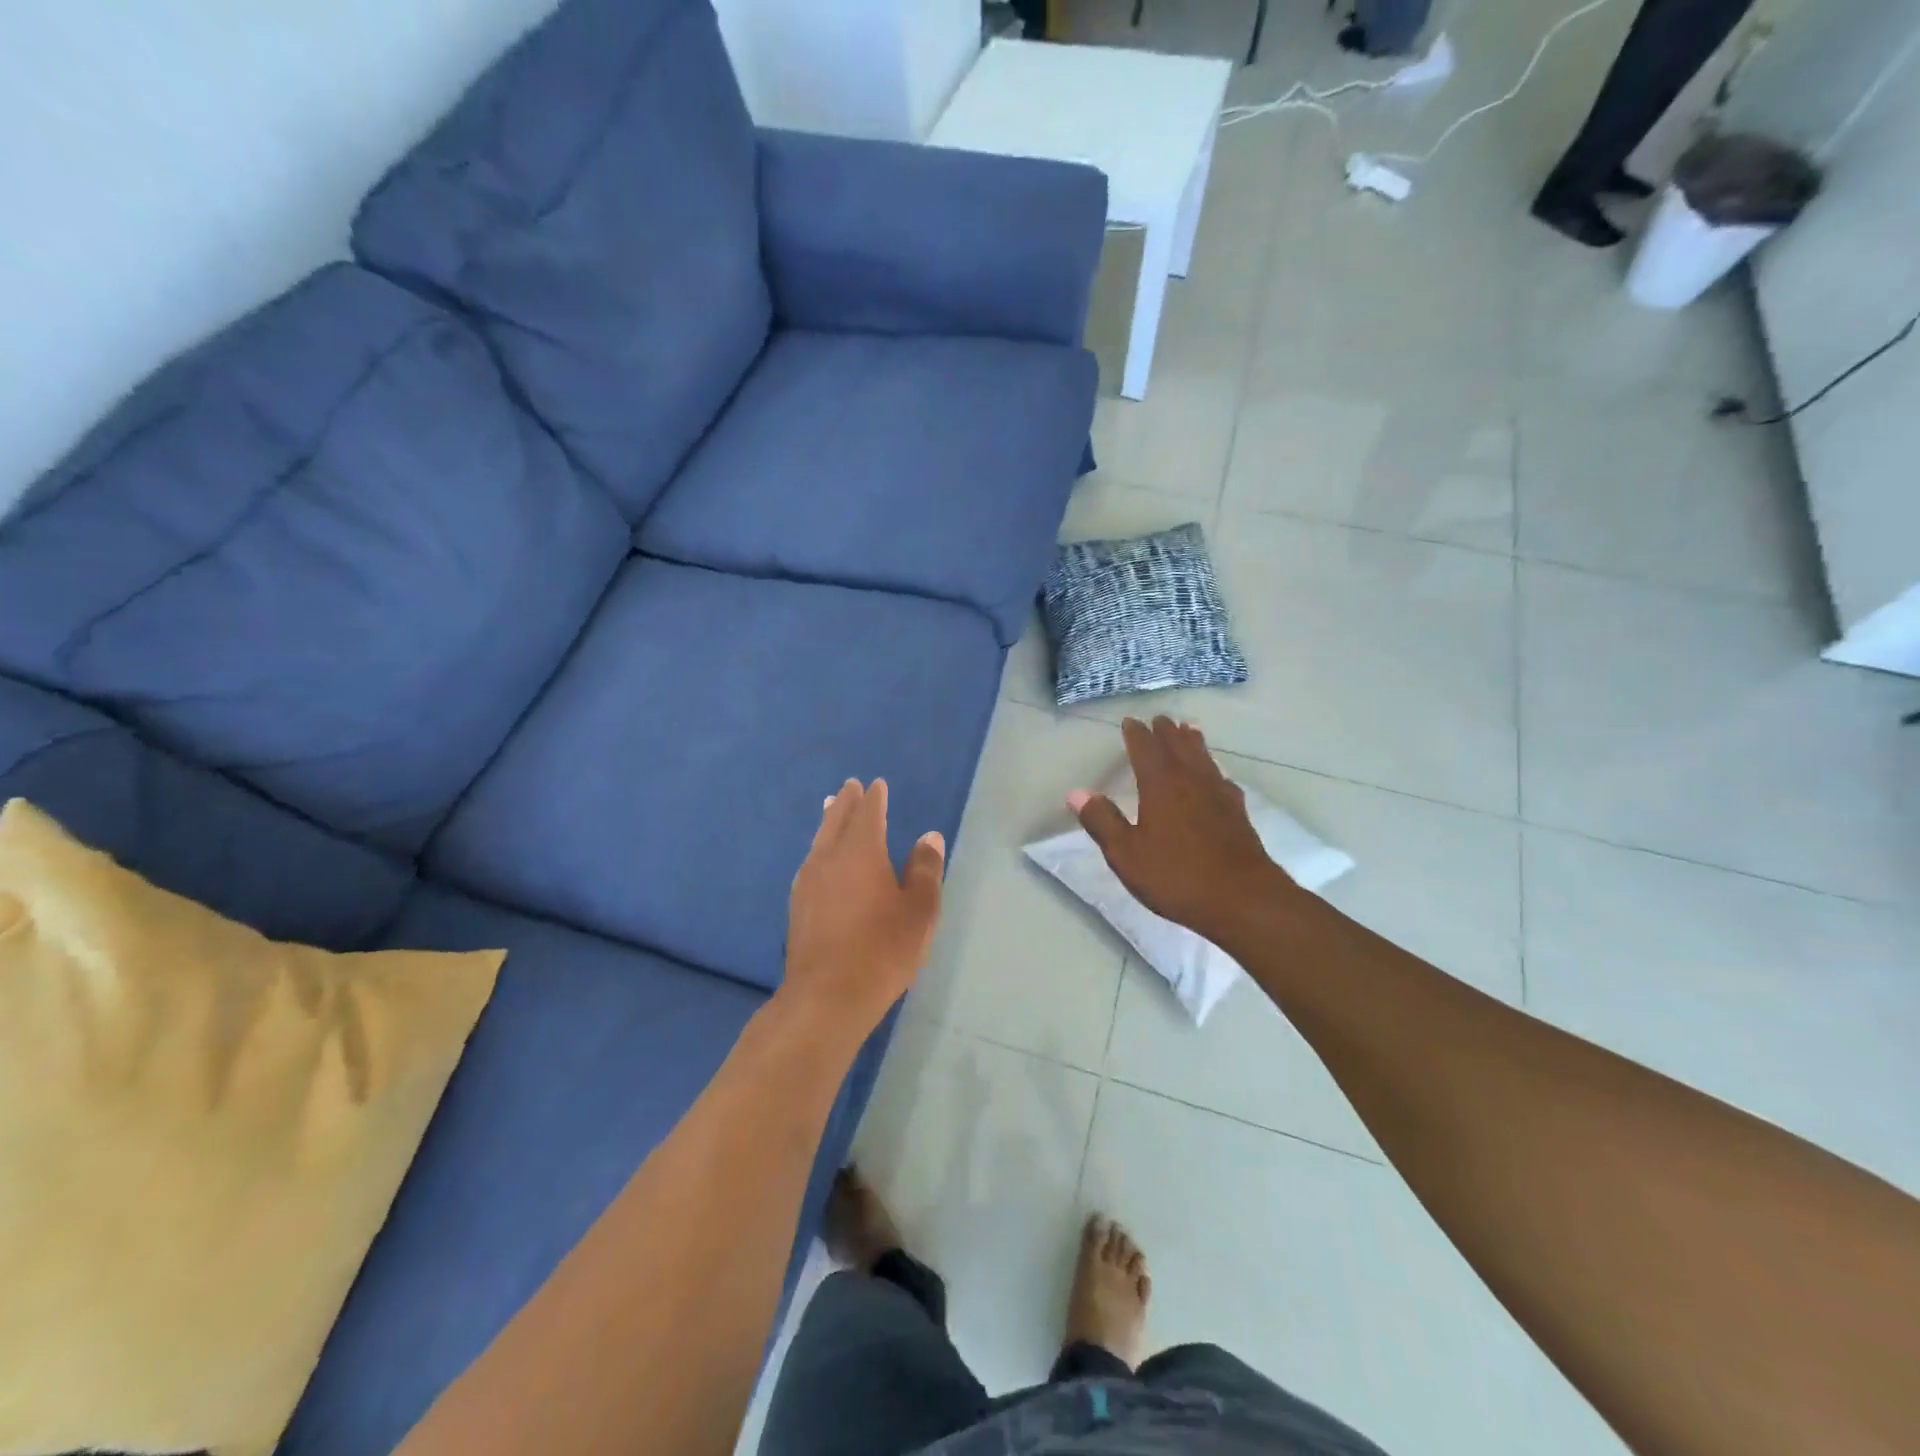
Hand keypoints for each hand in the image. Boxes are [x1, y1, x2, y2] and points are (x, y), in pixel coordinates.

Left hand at [784, 778, 943, 1038]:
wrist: (827, 996)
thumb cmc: (882, 950)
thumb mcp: (919, 911)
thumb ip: (924, 870)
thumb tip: (928, 837)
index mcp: (861, 852)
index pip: (868, 814)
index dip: (874, 798)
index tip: (876, 785)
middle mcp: (829, 859)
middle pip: (836, 821)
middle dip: (845, 802)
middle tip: (849, 786)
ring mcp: (808, 882)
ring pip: (819, 840)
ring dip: (828, 821)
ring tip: (830, 808)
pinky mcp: (798, 906)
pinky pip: (811, 861)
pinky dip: (819, 847)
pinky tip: (819, 858)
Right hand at [1068, 717, 1290, 938]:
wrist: (1243, 899)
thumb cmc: (1177, 876)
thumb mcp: (1127, 854)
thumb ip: (1102, 821)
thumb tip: (1076, 792)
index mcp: (1161, 786)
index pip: (1146, 749)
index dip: (1136, 735)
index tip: (1130, 722)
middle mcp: (1191, 781)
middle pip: (1178, 747)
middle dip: (1166, 732)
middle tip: (1160, 719)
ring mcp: (1219, 795)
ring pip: (1204, 758)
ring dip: (1193, 742)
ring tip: (1189, 730)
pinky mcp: (1238, 813)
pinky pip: (1221, 778)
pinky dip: (1213, 769)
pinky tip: (1216, 776)